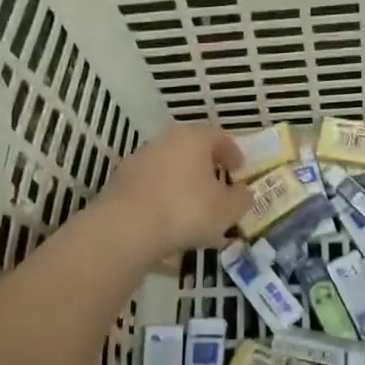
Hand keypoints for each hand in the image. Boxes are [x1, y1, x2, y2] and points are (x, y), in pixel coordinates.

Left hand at [100, 123, 251, 260]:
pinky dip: (163, 197)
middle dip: (206, 166)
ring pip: (169, 167)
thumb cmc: (186, 210)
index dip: (232, 152)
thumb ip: (241, 198)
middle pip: (191, 148)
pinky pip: (151, 185)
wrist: (126, 228)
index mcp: (193, 138)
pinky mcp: (121, 181)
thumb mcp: (227, 209)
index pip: (218, 136)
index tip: (239, 170)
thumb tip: (243, 191)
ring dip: (183, 182)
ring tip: (192, 208)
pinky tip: (168, 220)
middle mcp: (165, 141)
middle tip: (217, 186)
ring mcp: (139, 160)